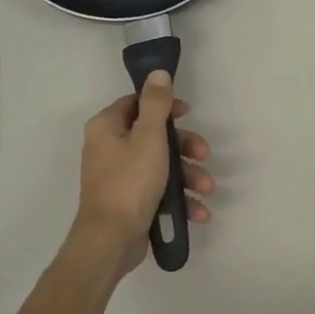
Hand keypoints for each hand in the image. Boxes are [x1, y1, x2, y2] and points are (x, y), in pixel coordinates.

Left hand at [71, 72, 212, 279]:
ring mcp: (119, 176)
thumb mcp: (149, 137)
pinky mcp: (129, 200)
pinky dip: (179, 198)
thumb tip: (157, 73)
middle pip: (155, 136)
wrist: (110, 240)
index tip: (187, 114)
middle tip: (205, 154)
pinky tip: (198, 211)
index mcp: (107, 127)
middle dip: (186, 148)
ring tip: (207, 190)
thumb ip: (156, 104)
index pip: (137, 103)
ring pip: (161, 165)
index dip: (165, 106)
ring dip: (189, 176)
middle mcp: (109, 148)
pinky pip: (159, 190)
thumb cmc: (130, 182)